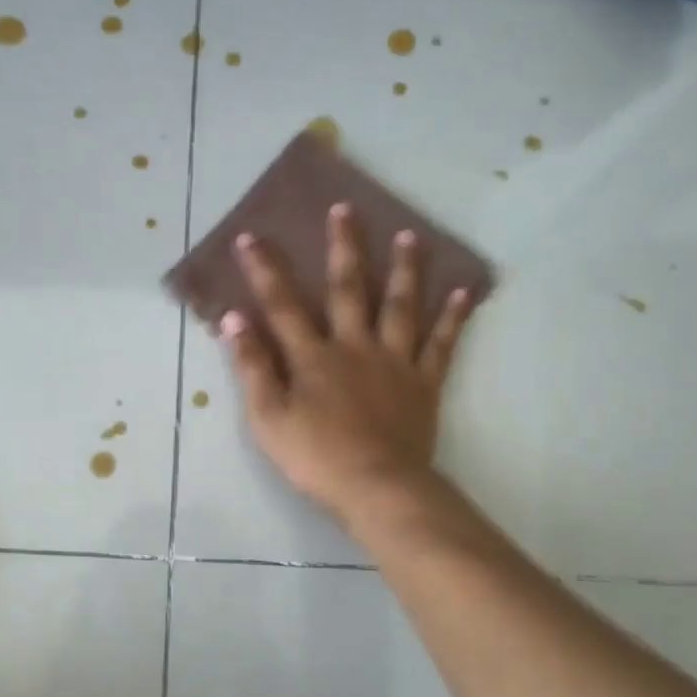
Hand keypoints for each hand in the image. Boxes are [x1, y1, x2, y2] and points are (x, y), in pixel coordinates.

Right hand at [222, 203, 475, 520]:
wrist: (378, 487)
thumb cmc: (316, 458)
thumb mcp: (268, 419)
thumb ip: (252, 368)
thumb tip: (234, 320)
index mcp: (313, 357)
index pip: (283, 305)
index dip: (265, 271)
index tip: (252, 237)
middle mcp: (355, 346)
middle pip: (348, 289)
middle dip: (343, 247)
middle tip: (345, 209)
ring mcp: (394, 362)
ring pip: (401, 306)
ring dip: (405, 269)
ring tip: (411, 236)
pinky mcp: (424, 383)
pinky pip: (441, 344)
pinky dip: (453, 318)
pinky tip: (463, 291)